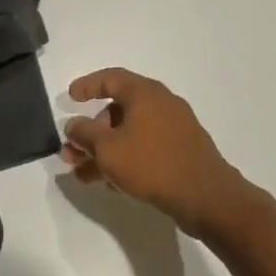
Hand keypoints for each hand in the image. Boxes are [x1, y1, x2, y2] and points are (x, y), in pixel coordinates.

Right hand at [61, 68, 257, 237]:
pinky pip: (145, 149)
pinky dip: (125, 159)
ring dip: (104, 151)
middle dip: (91, 132)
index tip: (69, 99)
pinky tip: (110, 183)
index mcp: (145, 94)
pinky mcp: (181, 152)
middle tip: (72, 153)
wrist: (206, 197)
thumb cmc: (152, 164)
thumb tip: (73, 125)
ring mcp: (174, 129)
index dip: (87, 86)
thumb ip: (84, 133)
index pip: (111, 78)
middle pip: (118, 110)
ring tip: (83, 175)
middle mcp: (162, 104)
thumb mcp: (107, 149)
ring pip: (130, 134)